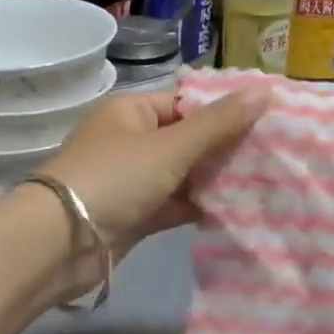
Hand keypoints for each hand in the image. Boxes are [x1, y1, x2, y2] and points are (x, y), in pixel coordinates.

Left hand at [36, 84, 269, 261]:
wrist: (61, 243)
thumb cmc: (115, 178)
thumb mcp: (172, 146)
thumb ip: (220, 123)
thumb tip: (265, 90)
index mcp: (132, 111)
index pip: (187, 103)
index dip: (224, 111)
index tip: (266, 121)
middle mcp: (132, 140)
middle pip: (188, 138)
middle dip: (225, 147)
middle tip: (273, 153)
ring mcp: (133, 179)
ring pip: (184, 173)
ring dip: (216, 179)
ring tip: (265, 180)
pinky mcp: (136, 214)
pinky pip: (176, 203)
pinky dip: (200, 205)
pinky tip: (238, 208)